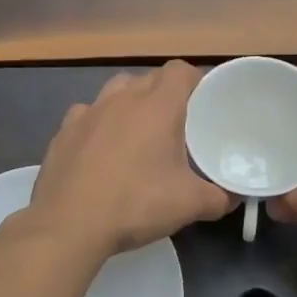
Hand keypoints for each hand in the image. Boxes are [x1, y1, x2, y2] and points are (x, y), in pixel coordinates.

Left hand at [26, 62, 234, 261]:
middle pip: (148, 78)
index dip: (195, 81)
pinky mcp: (62, 132)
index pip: (180, 71)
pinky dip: (98, 124)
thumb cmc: (136, 204)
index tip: (204, 103)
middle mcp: (121, 99)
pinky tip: (100, 149)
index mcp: (157, 106)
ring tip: (138, 133)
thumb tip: (233, 197)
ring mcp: (87, 113)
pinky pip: (86, 115)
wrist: (69, 224)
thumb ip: (219, 197)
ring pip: (115, 91)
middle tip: (176, 125)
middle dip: (164, 94)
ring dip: (129, 103)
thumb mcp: (189, 205)